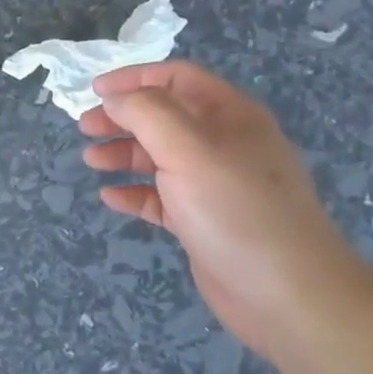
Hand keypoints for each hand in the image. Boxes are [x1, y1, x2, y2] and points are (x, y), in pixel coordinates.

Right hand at [79, 60, 367, 350]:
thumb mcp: (188, 149)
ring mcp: (215, 185)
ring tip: (91, 161)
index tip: (95, 92)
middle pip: (164, 117)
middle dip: (123, 118)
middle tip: (85, 128)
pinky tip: (111, 197)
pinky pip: (162, 198)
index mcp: (229, 114)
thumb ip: (146, 113)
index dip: (134, 78)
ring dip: (124, 154)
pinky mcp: (205, 222)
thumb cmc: (235, 209)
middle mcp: (224, 143)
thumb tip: (115, 98)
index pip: (176, 78)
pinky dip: (136, 193)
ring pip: (161, 157)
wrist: (287, 295)